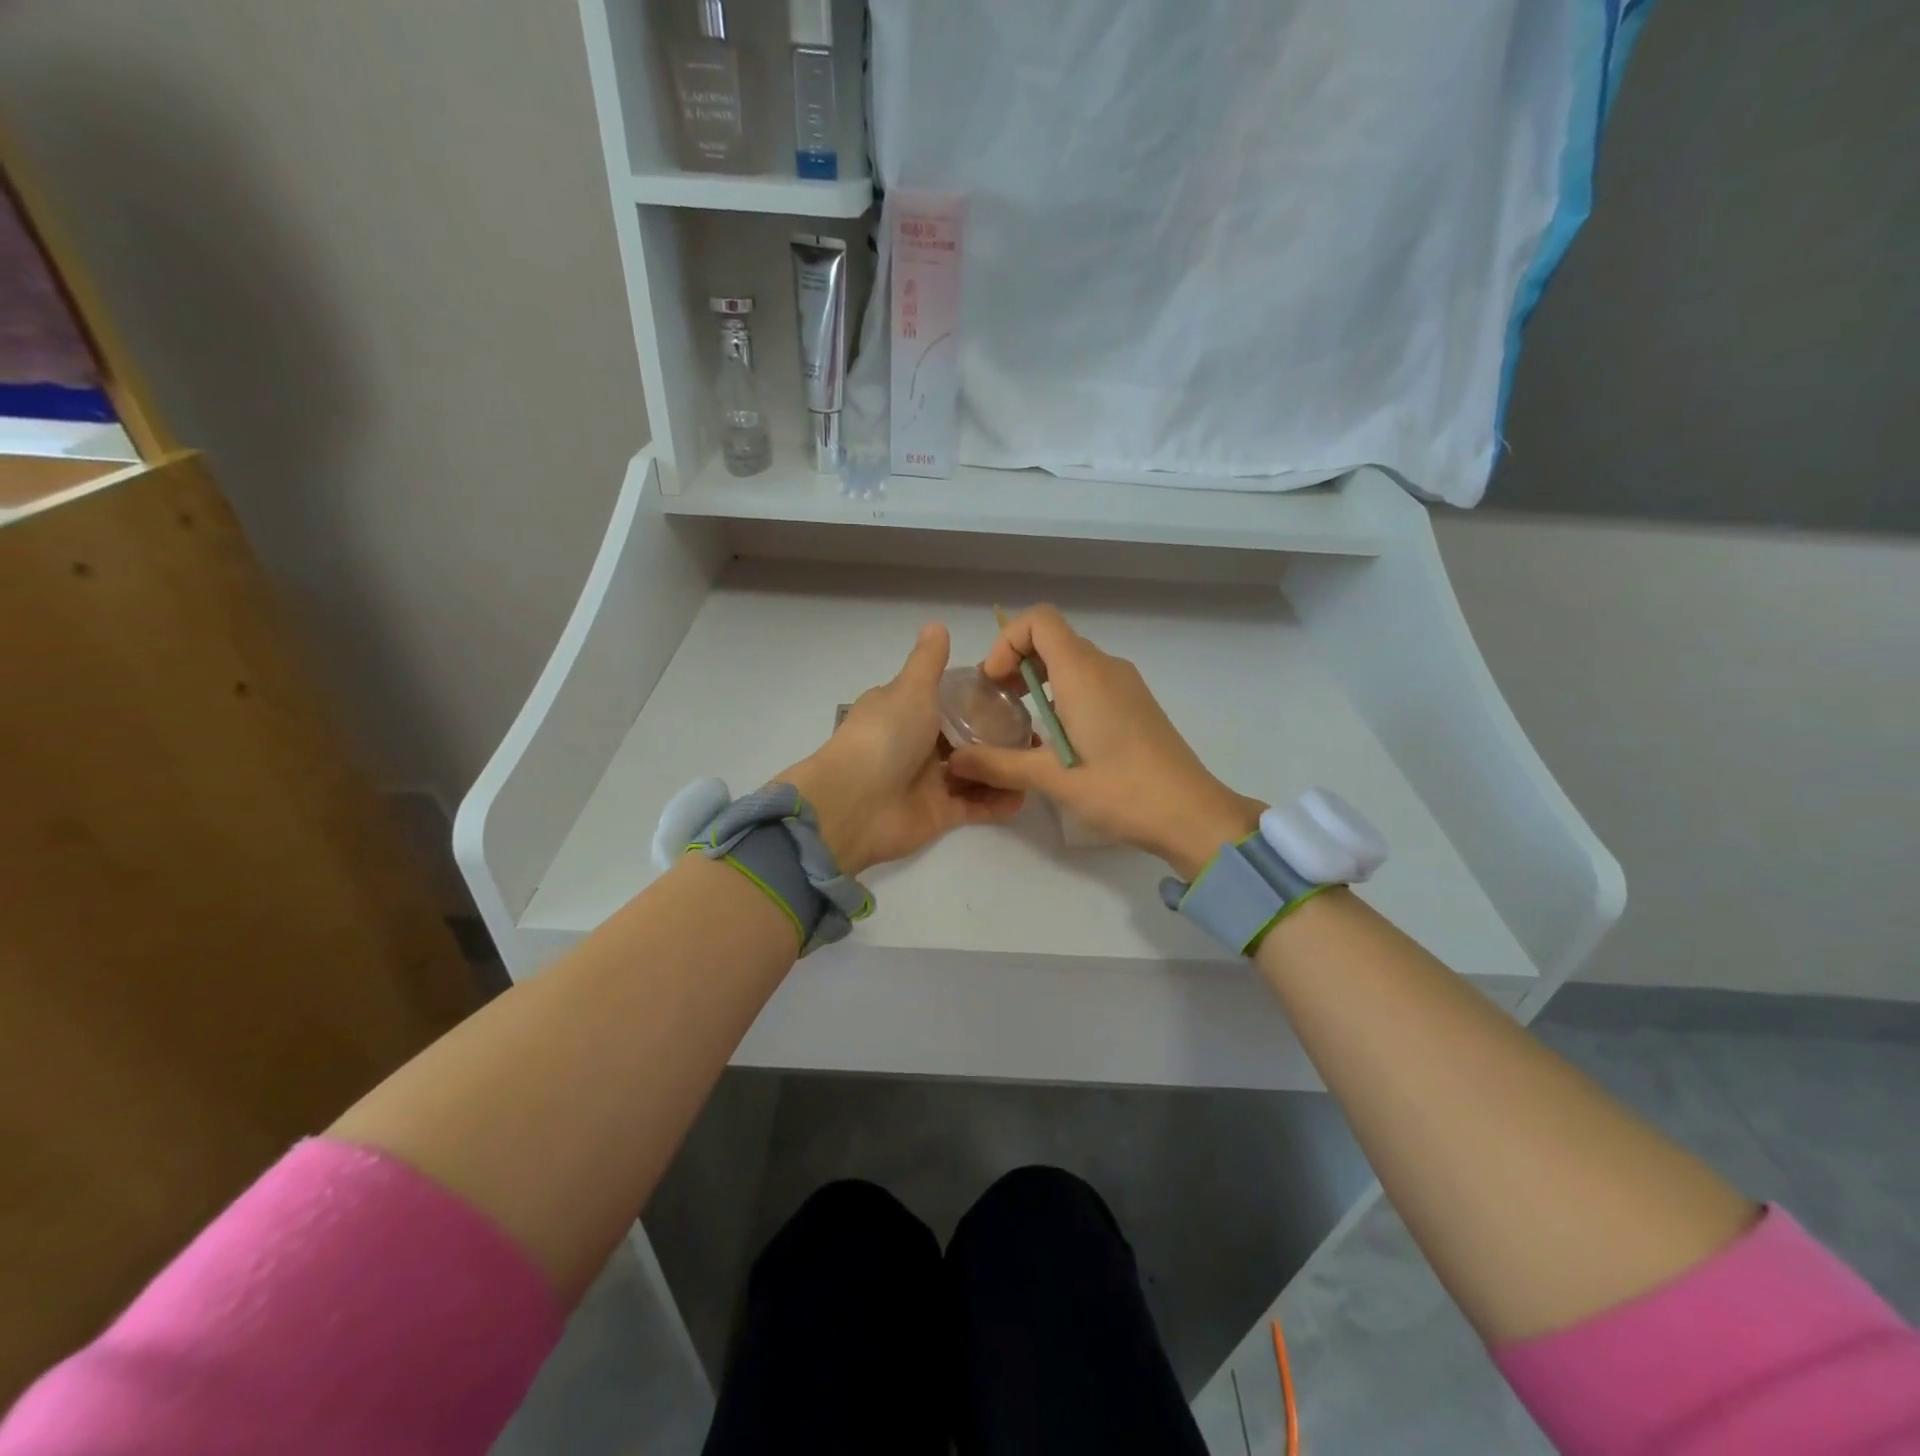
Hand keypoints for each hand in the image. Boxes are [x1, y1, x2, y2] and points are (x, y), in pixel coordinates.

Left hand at [780, 624, 1024, 876]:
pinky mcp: (940, 813)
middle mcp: (917, 744)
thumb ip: (928, 662)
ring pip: (974, 772)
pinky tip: (1025, 792)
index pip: (947, 700)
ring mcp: (929, 780)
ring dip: (1002, 768)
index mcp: (906, 711)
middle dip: (998, 736)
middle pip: (965, 738)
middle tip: (1035, 732)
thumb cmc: (885, 736)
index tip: (1016, 693)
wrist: (855, 804)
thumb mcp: (910, 689)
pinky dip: (998, 802)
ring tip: (1036, 761)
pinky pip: (976, 806)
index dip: (979, 697)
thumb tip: (936, 623)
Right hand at [946, 606, 1262, 878]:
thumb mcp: (1052, 779)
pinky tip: (1058, 737)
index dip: (1007, 642)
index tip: (993, 683)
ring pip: (1072, 660)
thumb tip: (954, 760)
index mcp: (1083, 672)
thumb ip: (999, 764)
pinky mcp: (1136, 703)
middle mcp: (1106, 667)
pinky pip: (1091, 680)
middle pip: (1053, 638)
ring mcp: (1126, 684)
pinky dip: (1064, 693)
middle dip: (1017, 662)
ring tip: (1022, 721)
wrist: (1191, 813)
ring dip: (1040, 679)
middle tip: (997, 703)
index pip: (1039, 620)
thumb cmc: (1121, 790)